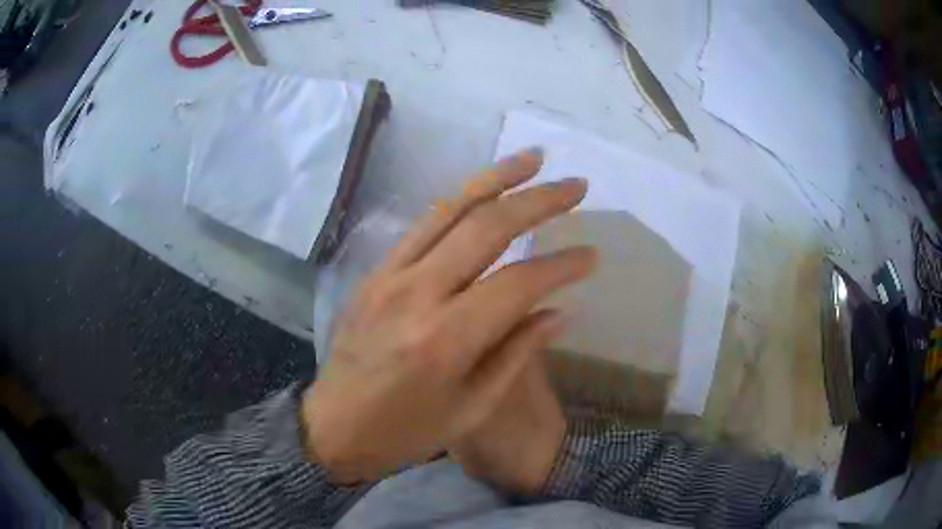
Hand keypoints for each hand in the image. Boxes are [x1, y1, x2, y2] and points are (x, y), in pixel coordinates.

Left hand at [301, 149, 595, 482]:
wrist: (334, 426)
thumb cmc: (406, 431)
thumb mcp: (472, 408)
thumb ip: (517, 352)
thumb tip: (560, 310)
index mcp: (447, 339)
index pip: (519, 283)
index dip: (562, 266)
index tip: (592, 255)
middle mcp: (418, 294)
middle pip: (487, 227)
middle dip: (538, 200)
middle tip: (576, 185)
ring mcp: (390, 275)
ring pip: (450, 209)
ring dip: (496, 177)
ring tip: (534, 158)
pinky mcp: (375, 271)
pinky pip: (423, 224)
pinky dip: (459, 199)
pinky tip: (484, 188)